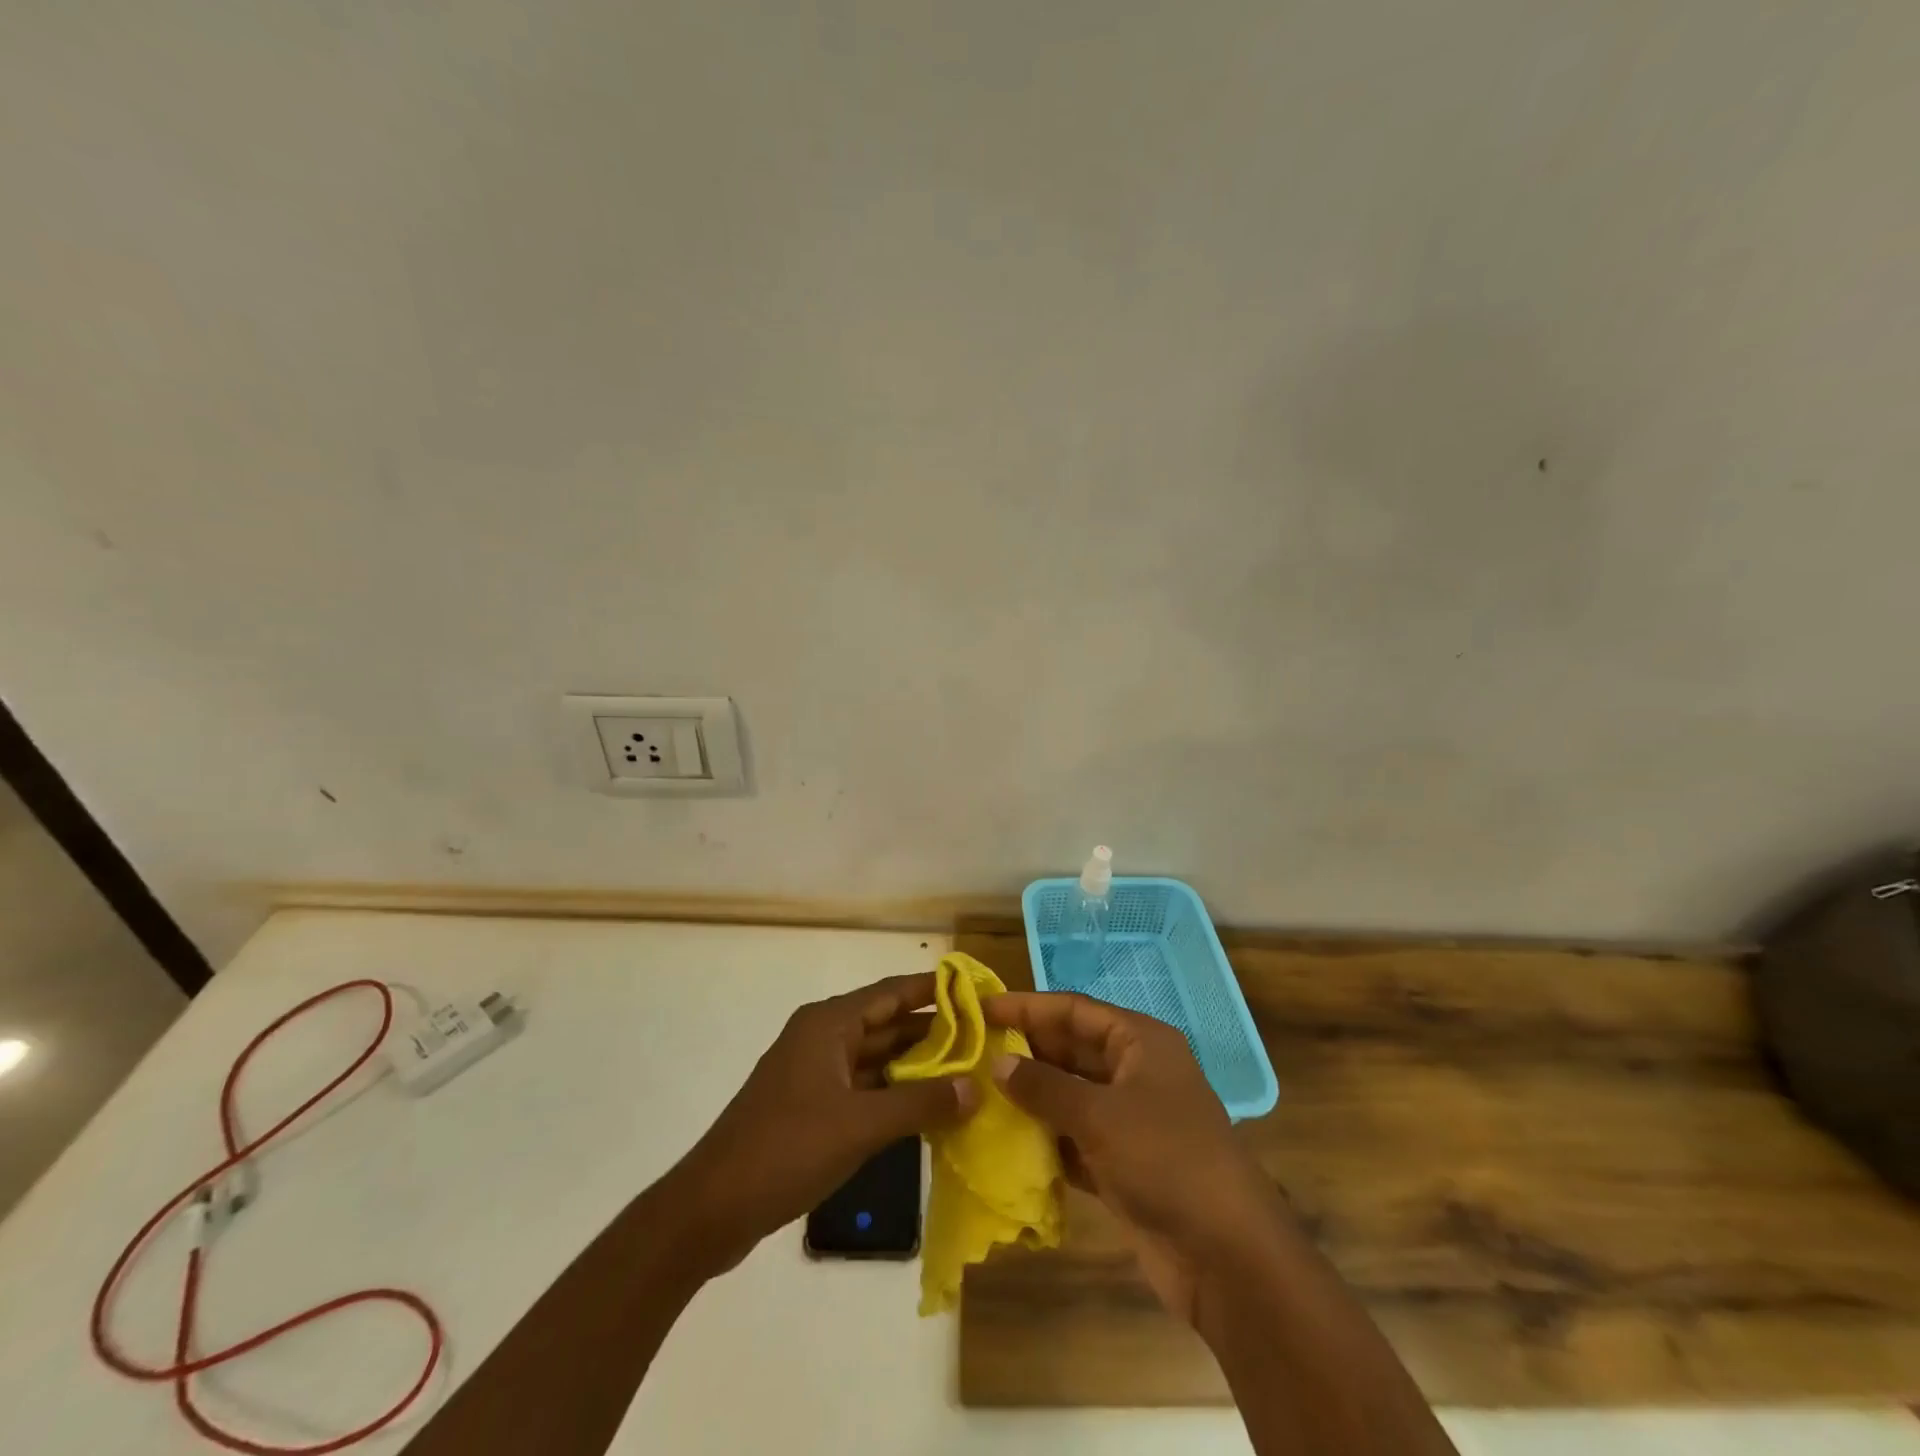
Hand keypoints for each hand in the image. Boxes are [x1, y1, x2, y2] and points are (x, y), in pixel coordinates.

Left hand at [666, 973, 976, 1272]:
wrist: (711, 1208)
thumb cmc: (787, 1149)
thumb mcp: (860, 1124)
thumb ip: (920, 1102)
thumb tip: (976, 1087)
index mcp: (829, 1023)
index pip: (892, 992)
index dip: (934, 990)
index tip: (976, 992)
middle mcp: (822, 1037)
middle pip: (887, 1024)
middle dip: (933, 1033)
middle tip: (984, 1041)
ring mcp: (814, 1073)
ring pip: (876, 1059)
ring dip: (915, 1066)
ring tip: (967, 1073)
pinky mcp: (810, 1106)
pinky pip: (863, 1087)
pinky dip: (893, 1093)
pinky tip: (927, 1109)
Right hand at [985, 992, 1281, 1325]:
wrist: (1227, 1256)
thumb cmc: (1165, 1160)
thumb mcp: (1100, 1115)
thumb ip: (1045, 1087)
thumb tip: (1000, 1064)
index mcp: (1140, 1042)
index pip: (1074, 1010)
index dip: (1028, 1006)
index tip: (983, 1008)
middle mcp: (1136, 1072)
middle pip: (1072, 1050)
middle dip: (1027, 1051)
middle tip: (974, 1053)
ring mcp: (1131, 1120)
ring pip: (1071, 1095)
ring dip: (1032, 1096)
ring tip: (980, 1092)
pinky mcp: (1124, 1164)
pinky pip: (1076, 1138)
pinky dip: (1047, 1138)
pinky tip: (1008, 1141)